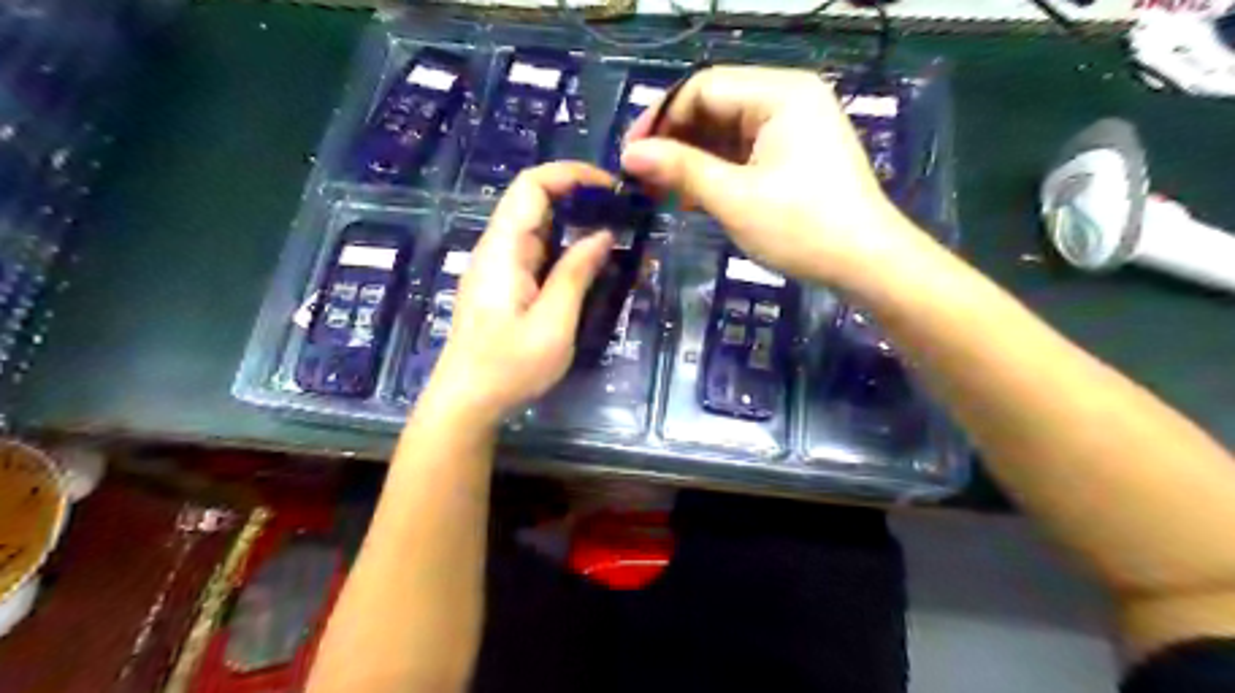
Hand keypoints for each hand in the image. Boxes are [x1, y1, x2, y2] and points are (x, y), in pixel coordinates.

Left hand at [422, 163, 615, 423]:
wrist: (465, 402)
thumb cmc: (508, 368)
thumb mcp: (552, 324)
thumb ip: (576, 275)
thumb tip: (602, 235)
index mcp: (503, 251)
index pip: (531, 186)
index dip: (571, 175)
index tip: (611, 187)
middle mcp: (495, 249)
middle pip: (532, 201)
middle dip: (577, 195)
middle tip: (621, 211)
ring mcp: (496, 267)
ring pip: (534, 225)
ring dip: (572, 221)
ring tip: (613, 232)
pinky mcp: (501, 284)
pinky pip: (533, 250)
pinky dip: (562, 245)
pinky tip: (586, 260)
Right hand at [627, 65, 913, 287]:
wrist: (866, 265)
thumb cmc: (802, 227)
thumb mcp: (735, 198)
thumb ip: (681, 169)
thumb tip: (629, 155)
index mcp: (780, 93)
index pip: (703, 88)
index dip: (660, 119)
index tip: (630, 155)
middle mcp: (787, 100)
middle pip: (715, 108)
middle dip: (675, 142)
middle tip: (641, 178)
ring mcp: (793, 129)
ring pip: (726, 134)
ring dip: (692, 161)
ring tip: (659, 191)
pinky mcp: (793, 157)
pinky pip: (743, 155)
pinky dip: (716, 173)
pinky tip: (691, 196)